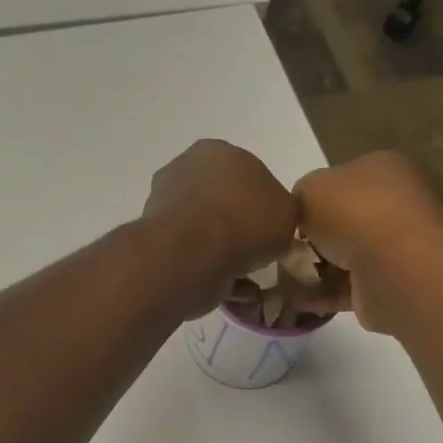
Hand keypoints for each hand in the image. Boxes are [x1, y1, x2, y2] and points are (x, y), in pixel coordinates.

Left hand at [142, 140, 297, 313]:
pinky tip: (228, 291)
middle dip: (237, 227)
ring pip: (203, 232)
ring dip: (222, 253)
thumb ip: (281, 212)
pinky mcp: (155, 242)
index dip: (261, 203)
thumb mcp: (287, 211)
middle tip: (257, 253)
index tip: (270, 228)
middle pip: (220, 202)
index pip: (245, 173)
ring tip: (245, 279)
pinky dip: (208, 273)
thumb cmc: (245, 220)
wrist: (194, 253)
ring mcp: (163, 207)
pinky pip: (191, 257)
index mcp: (216, 152)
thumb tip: (272, 223)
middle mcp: (184, 171)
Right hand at [295, 151, 442, 332]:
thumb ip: (300, 195)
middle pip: (344, 220)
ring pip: (345, 256)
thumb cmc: (354, 213)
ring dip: (315, 269)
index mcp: (383, 169)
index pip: (341, 180)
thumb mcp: (310, 188)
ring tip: (283, 280)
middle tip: (284, 252)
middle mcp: (395, 204)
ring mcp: (395, 247)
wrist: (393, 267)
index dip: (312, 200)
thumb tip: (300, 213)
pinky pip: (347, 287)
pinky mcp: (388, 284)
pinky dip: (322, 294)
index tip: (290, 220)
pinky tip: (295, 300)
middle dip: (314, 238)